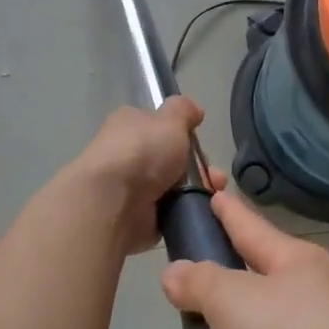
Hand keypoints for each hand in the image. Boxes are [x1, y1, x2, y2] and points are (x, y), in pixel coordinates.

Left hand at [64, 96, 212, 256]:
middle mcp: (125, 155)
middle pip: (168, 159)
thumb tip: (193, 109)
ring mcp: (129, 189)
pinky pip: (168, 213)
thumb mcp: (170, 120)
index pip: (156, 126)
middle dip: (197, 168)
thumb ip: (183, 111)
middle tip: (214, 177)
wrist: (113, 202)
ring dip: (195, 191)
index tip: (199, 145)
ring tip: (213, 197)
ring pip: (172, 188)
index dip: (180, 134)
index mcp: (127, 126)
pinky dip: (183, 214)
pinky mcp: (135, 218)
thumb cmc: (142, 152)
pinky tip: (199, 213)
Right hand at [160, 188, 328, 328]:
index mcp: (292, 263)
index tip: (209, 189)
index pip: (249, 226)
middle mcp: (303, 304)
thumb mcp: (234, 298)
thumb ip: (200, 282)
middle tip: (180, 326)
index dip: (225, 209)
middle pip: (243, 299)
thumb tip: (177, 273)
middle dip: (208, 317)